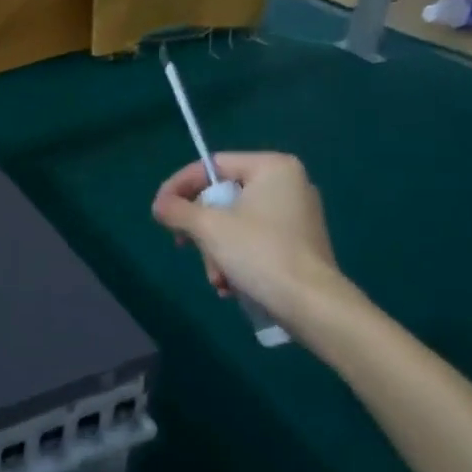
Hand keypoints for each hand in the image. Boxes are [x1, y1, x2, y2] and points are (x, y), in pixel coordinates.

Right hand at [151, 153, 349, 322]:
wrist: (313, 306)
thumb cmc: (260, 253)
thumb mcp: (209, 227)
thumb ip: (177, 210)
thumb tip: (159, 206)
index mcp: (272, 167)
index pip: (212, 165)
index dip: (179, 185)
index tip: (159, 209)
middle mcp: (289, 183)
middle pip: (223, 197)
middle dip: (202, 230)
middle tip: (184, 246)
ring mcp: (297, 214)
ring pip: (236, 223)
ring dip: (216, 251)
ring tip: (216, 278)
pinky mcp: (300, 243)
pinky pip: (255, 240)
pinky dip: (237, 258)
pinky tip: (231, 284)